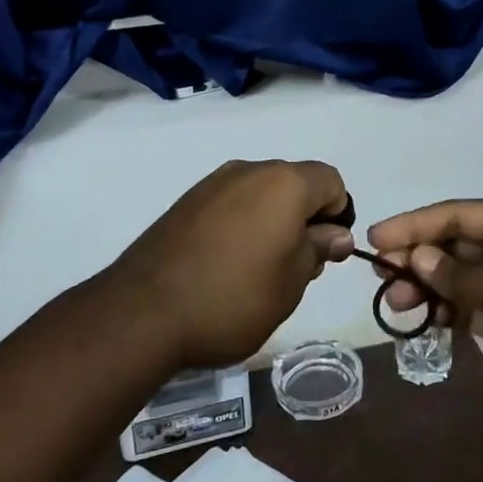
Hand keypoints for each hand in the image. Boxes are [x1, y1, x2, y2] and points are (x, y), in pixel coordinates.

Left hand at [111, 160, 354, 369]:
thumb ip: (319, 249)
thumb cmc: (234, 297)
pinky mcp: (187, 201)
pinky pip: (230, 203)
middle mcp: (250, 170)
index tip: (324, 253)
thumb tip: (335, 233)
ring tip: (257, 270)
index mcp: (284, 182)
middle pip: (295, 183)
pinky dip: (240, 224)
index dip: (337, 214)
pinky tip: (226, 263)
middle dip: (304, 218)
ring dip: (271, 221)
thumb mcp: (292, 282)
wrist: (144, 311)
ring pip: (261, 193)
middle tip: (294, 268)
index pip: (331, 181)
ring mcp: (213, 183)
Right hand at [368, 201, 482, 447]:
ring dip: (428, 287)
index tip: (377, 237)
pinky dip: (447, 311)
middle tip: (381, 276)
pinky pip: (471, 307)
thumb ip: (458, 276)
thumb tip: (415, 257)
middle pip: (455, 245)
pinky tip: (424, 320)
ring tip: (396, 305)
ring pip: (459, 278)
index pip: (457, 215)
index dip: (415, 224)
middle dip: (417, 258)